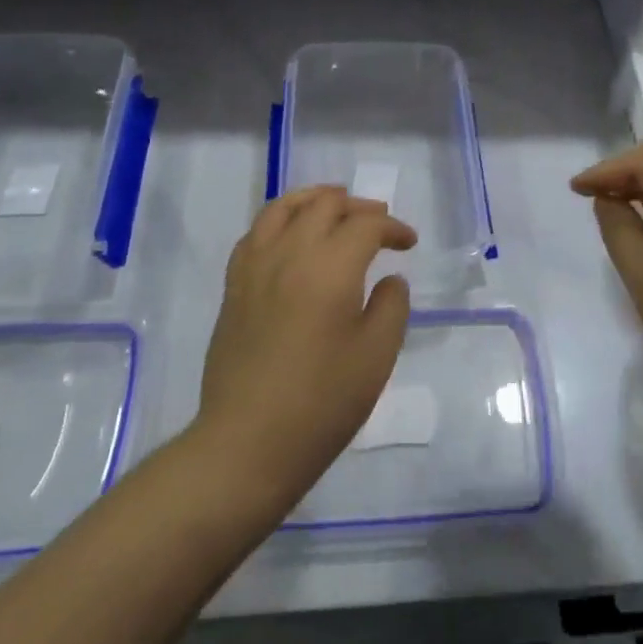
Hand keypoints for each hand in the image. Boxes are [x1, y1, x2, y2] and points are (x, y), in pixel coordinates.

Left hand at [197, 187, 417, 511]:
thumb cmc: (322, 402)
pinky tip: (290, 234)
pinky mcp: (234, 287)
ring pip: (283, 207)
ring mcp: (255, 267)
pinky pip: (256, 232)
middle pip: (325, 205)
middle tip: (379, 223)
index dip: (393, 228)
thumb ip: (391, 306)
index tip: (408, 244)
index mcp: (330, 268)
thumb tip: (389, 280)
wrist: (248, 444)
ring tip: (334, 204)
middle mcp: (290, 254)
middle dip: (358, 207)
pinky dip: (280, 219)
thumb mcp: (376, 356)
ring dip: (314, 199)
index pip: (366, 225)